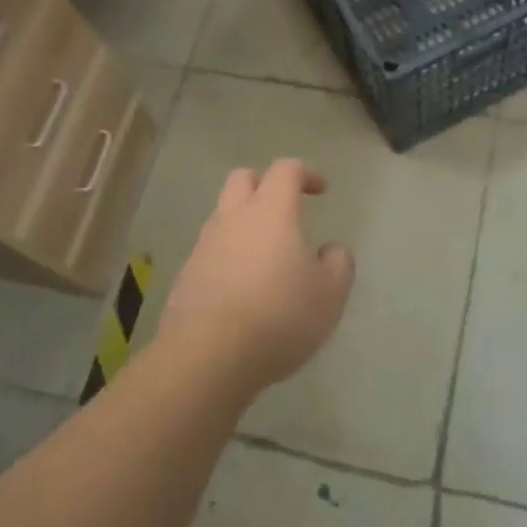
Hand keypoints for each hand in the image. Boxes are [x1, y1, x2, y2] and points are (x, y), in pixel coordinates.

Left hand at [157, 159, 355, 391]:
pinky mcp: (187, 275)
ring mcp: (205, 246)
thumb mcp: (330, 294)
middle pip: (243, 178)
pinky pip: (211, 250)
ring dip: (244, 221)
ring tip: (266, 253)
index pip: (285, 170)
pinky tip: (243, 286)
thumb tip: (331, 251)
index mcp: (271, 212)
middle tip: (286, 207)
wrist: (208, 356)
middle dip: (265, 183)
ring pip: (223, 214)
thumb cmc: (279, 316)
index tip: (321, 189)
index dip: (305, 172)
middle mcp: (233, 218)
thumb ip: (339, 264)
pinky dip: (229, 255)